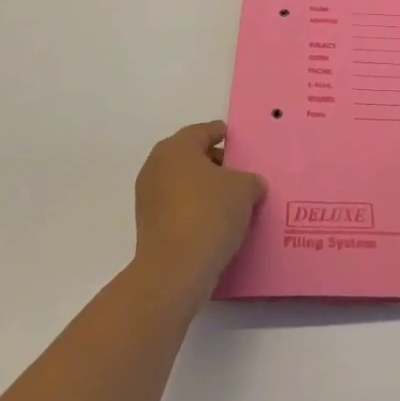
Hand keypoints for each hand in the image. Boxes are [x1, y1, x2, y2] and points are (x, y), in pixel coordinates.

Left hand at [133, 121, 266, 296]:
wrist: (175, 269)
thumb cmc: (210, 213)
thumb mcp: (244, 189)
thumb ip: (250, 180)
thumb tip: (251, 185)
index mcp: (176, 148)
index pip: (203, 131)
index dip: (223, 134)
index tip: (238, 142)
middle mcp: (156, 166)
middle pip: (191, 157)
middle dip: (215, 164)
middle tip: (240, 174)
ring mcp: (149, 198)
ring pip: (183, 184)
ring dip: (204, 189)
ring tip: (232, 201)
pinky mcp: (149, 226)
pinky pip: (177, 208)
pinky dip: (194, 210)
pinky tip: (216, 223)